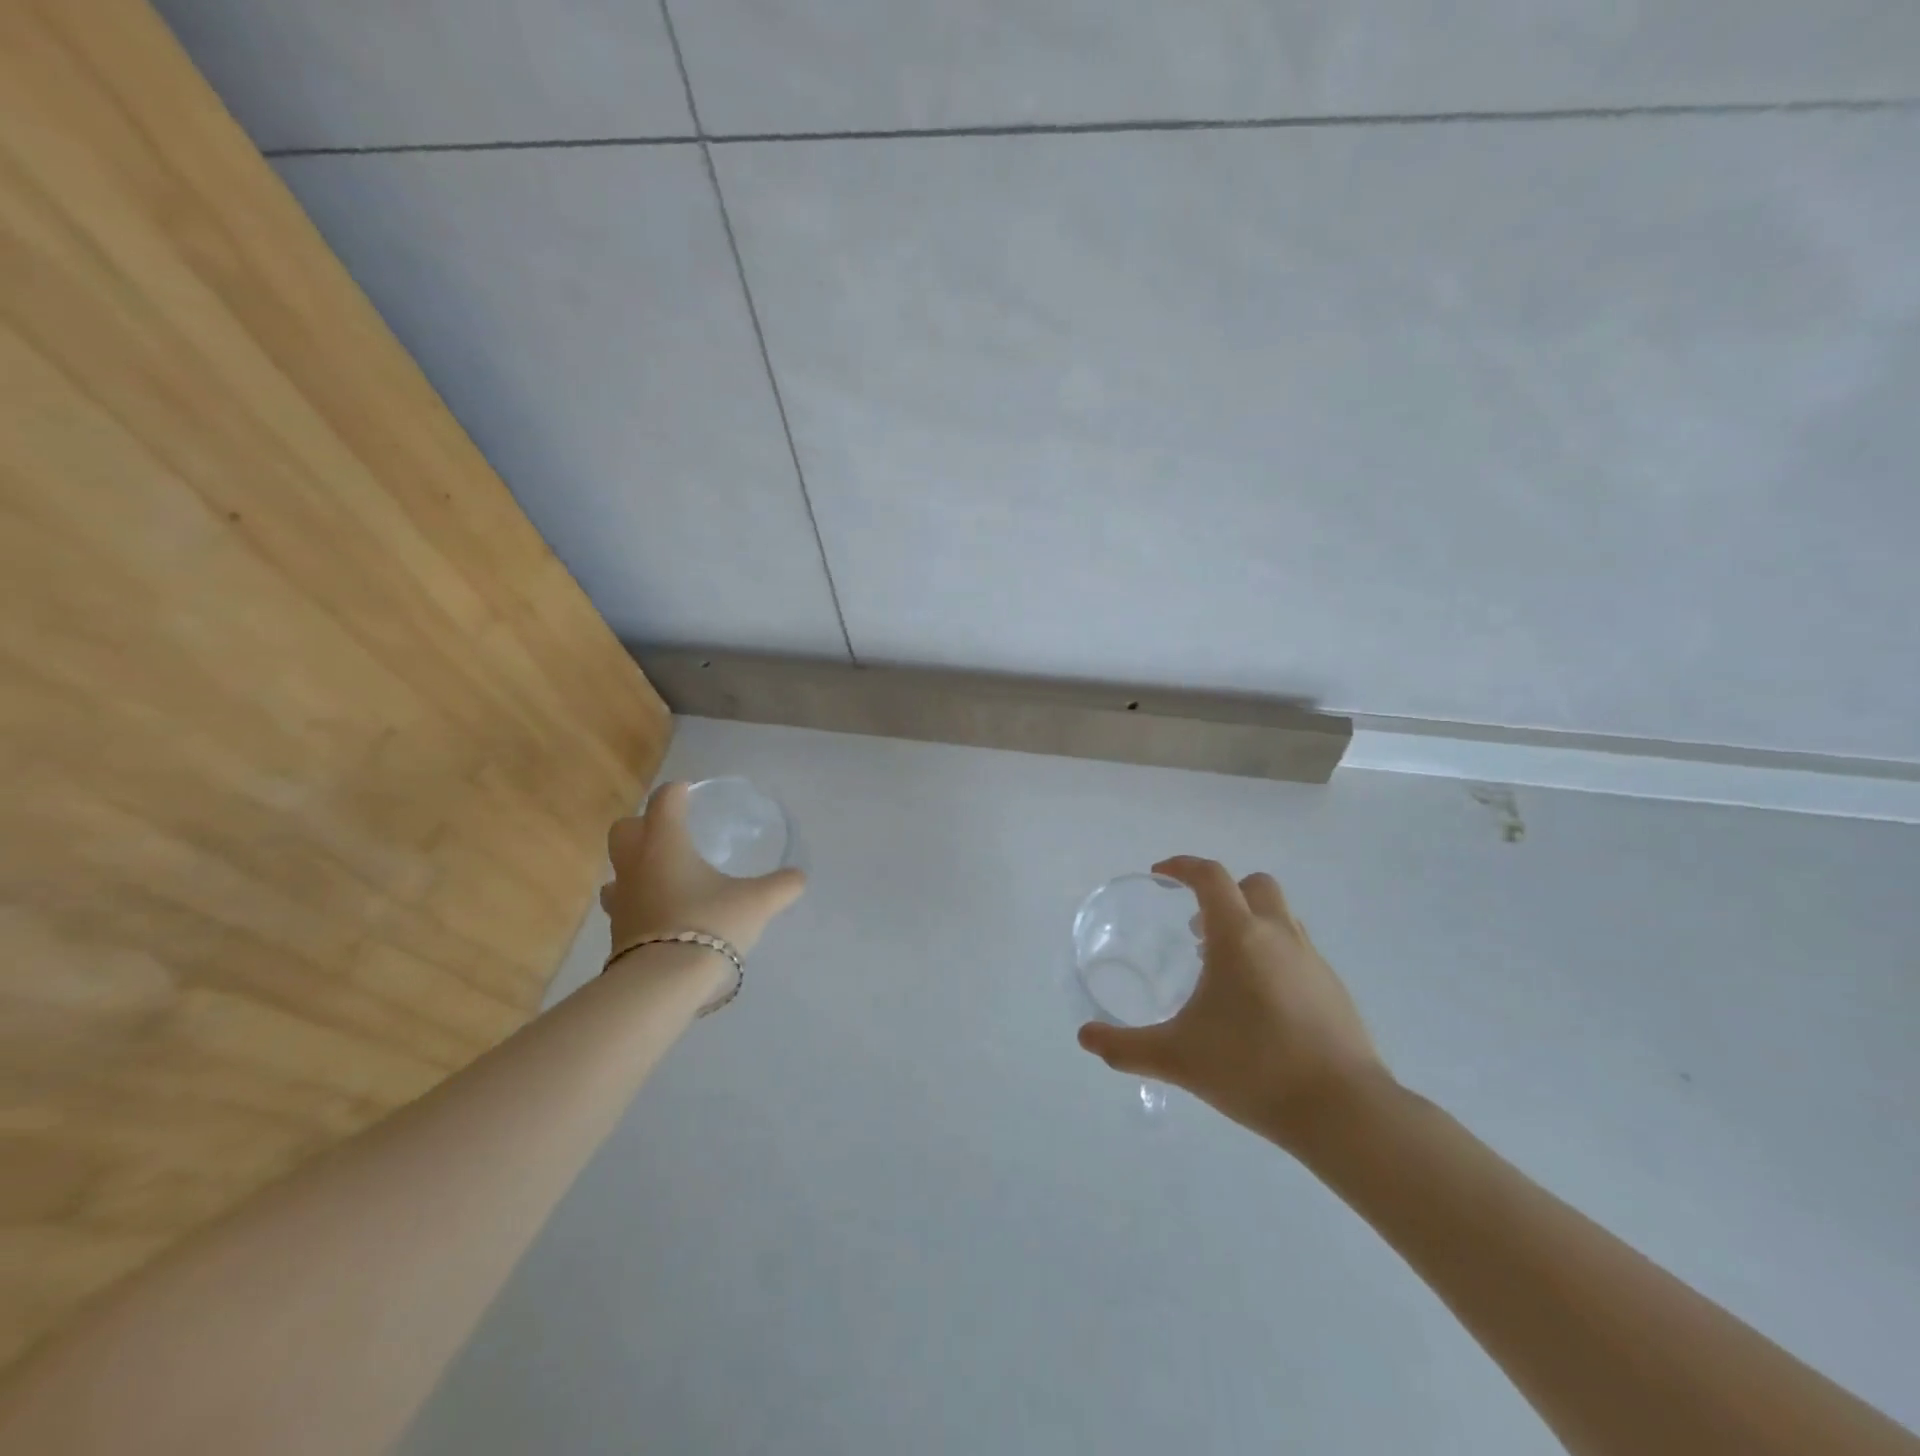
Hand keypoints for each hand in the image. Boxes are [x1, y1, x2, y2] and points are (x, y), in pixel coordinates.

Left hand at [601, 782, 806, 967]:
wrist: (664, 984)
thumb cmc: (710, 924)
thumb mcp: (758, 902)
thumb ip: (781, 886)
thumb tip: (799, 877)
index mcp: (666, 844)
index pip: (665, 802)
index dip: (677, 792)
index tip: (689, 792)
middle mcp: (636, 865)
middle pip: (624, 829)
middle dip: (644, 824)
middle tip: (672, 832)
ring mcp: (621, 900)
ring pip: (617, 870)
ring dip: (635, 866)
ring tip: (664, 875)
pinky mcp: (618, 932)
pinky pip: (622, 906)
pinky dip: (639, 902)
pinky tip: (661, 914)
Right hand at [1077, 856, 1389, 1145]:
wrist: (1344, 1111)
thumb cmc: (1253, 1069)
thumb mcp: (1177, 1058)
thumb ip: (1126, 1047)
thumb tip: (1085, 1037)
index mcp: (1239, 937)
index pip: (1210, 876)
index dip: (1182, 867)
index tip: (1160, 874)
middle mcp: (1279, 935)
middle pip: (1254, 885)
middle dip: (1223, 893)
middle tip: (1197, 928)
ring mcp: (1313, 960)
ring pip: (1280, 916)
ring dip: (1250, 922)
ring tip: (1225, 967)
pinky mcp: (1334, 989)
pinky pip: (1298, 950)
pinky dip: (1273, 954)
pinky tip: (1260, 1002)